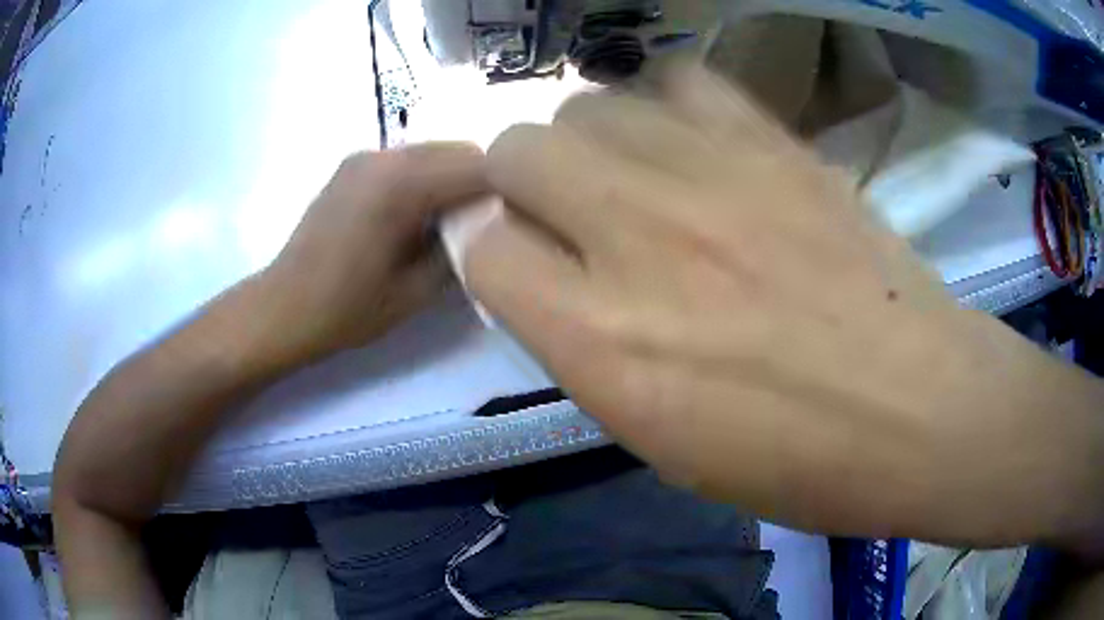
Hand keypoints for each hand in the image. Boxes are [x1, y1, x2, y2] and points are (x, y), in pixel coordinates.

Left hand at [263, 143, 486, 362]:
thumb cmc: (346, 309)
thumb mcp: (416, 292)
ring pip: (434, 152)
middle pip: (459, 150)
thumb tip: (489, 227)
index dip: (507, 189)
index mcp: (401, 184)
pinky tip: (418, 216)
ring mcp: (365, 157)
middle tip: (487, 225)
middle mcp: (384, 156)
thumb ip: (461, 249)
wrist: (282, 308)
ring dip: (453, 179)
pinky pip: (407, 160)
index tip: (518, 221)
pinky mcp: (352, 166)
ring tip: (452, 223)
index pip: (480, 164)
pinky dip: (427, 179)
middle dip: (483, 182)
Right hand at [464, 66, 1103, 543]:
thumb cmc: (790, 458)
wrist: (916, 409)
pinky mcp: (771, 141)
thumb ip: (582, 346)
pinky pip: (680, 80)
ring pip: (588, 103)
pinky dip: (667, 106)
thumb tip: (539, 274)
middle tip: (566, 213)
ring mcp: (710, 172)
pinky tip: (691, 145)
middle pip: (518, 149)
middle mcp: (637, 236)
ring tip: (631, 178)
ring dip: (589, 142)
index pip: (483, 250)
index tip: (521, 264)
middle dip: (521, 181)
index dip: (493, 254)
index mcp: (603, 340)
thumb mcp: (656, 440)